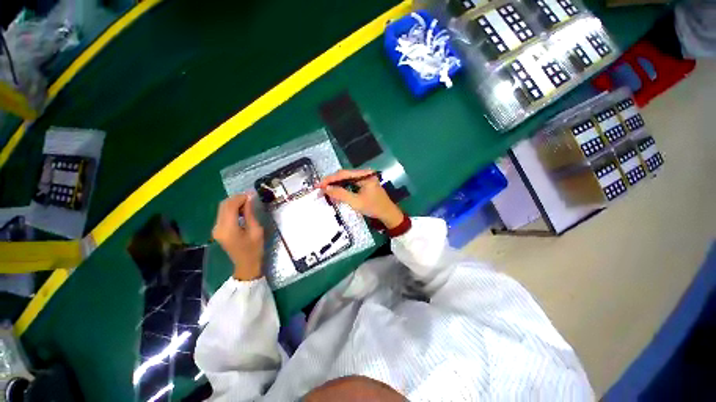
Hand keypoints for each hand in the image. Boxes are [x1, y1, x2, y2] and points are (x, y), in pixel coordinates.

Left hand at [212, 194, 263, 280]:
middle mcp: (218, 227)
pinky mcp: (218, 230)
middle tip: (250, 197)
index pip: (230, 206)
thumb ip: (250, 214)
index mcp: (228, 228)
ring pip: (222, 208)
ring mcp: (216, 229)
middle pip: (223, 205)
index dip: (240, 198)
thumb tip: (249, 199)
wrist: (246, 264)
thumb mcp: (256, 230)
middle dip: (236, 198)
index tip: (252, 194)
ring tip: (248, 203)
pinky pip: (223, 214)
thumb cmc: (254, 249)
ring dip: (234, 203)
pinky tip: (241, 210)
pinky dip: (231, 209)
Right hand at [319, 169, 403, 228]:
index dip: (330, 179)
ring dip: (336, 185)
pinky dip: (342, 188)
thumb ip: (341, 194)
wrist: (388, 214)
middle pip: (344, 175)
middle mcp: (364, 173)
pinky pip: (350, 184)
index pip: (344, 174)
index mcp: (365, 175)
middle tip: (320, 188)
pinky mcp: (363, 184)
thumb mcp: (356, 202)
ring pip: (346, 180)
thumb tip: (326, 189)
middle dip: (331, 182)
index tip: (319, 185)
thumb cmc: (374, 208)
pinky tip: (335, 193)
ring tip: (325, 191)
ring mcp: (364, 178)